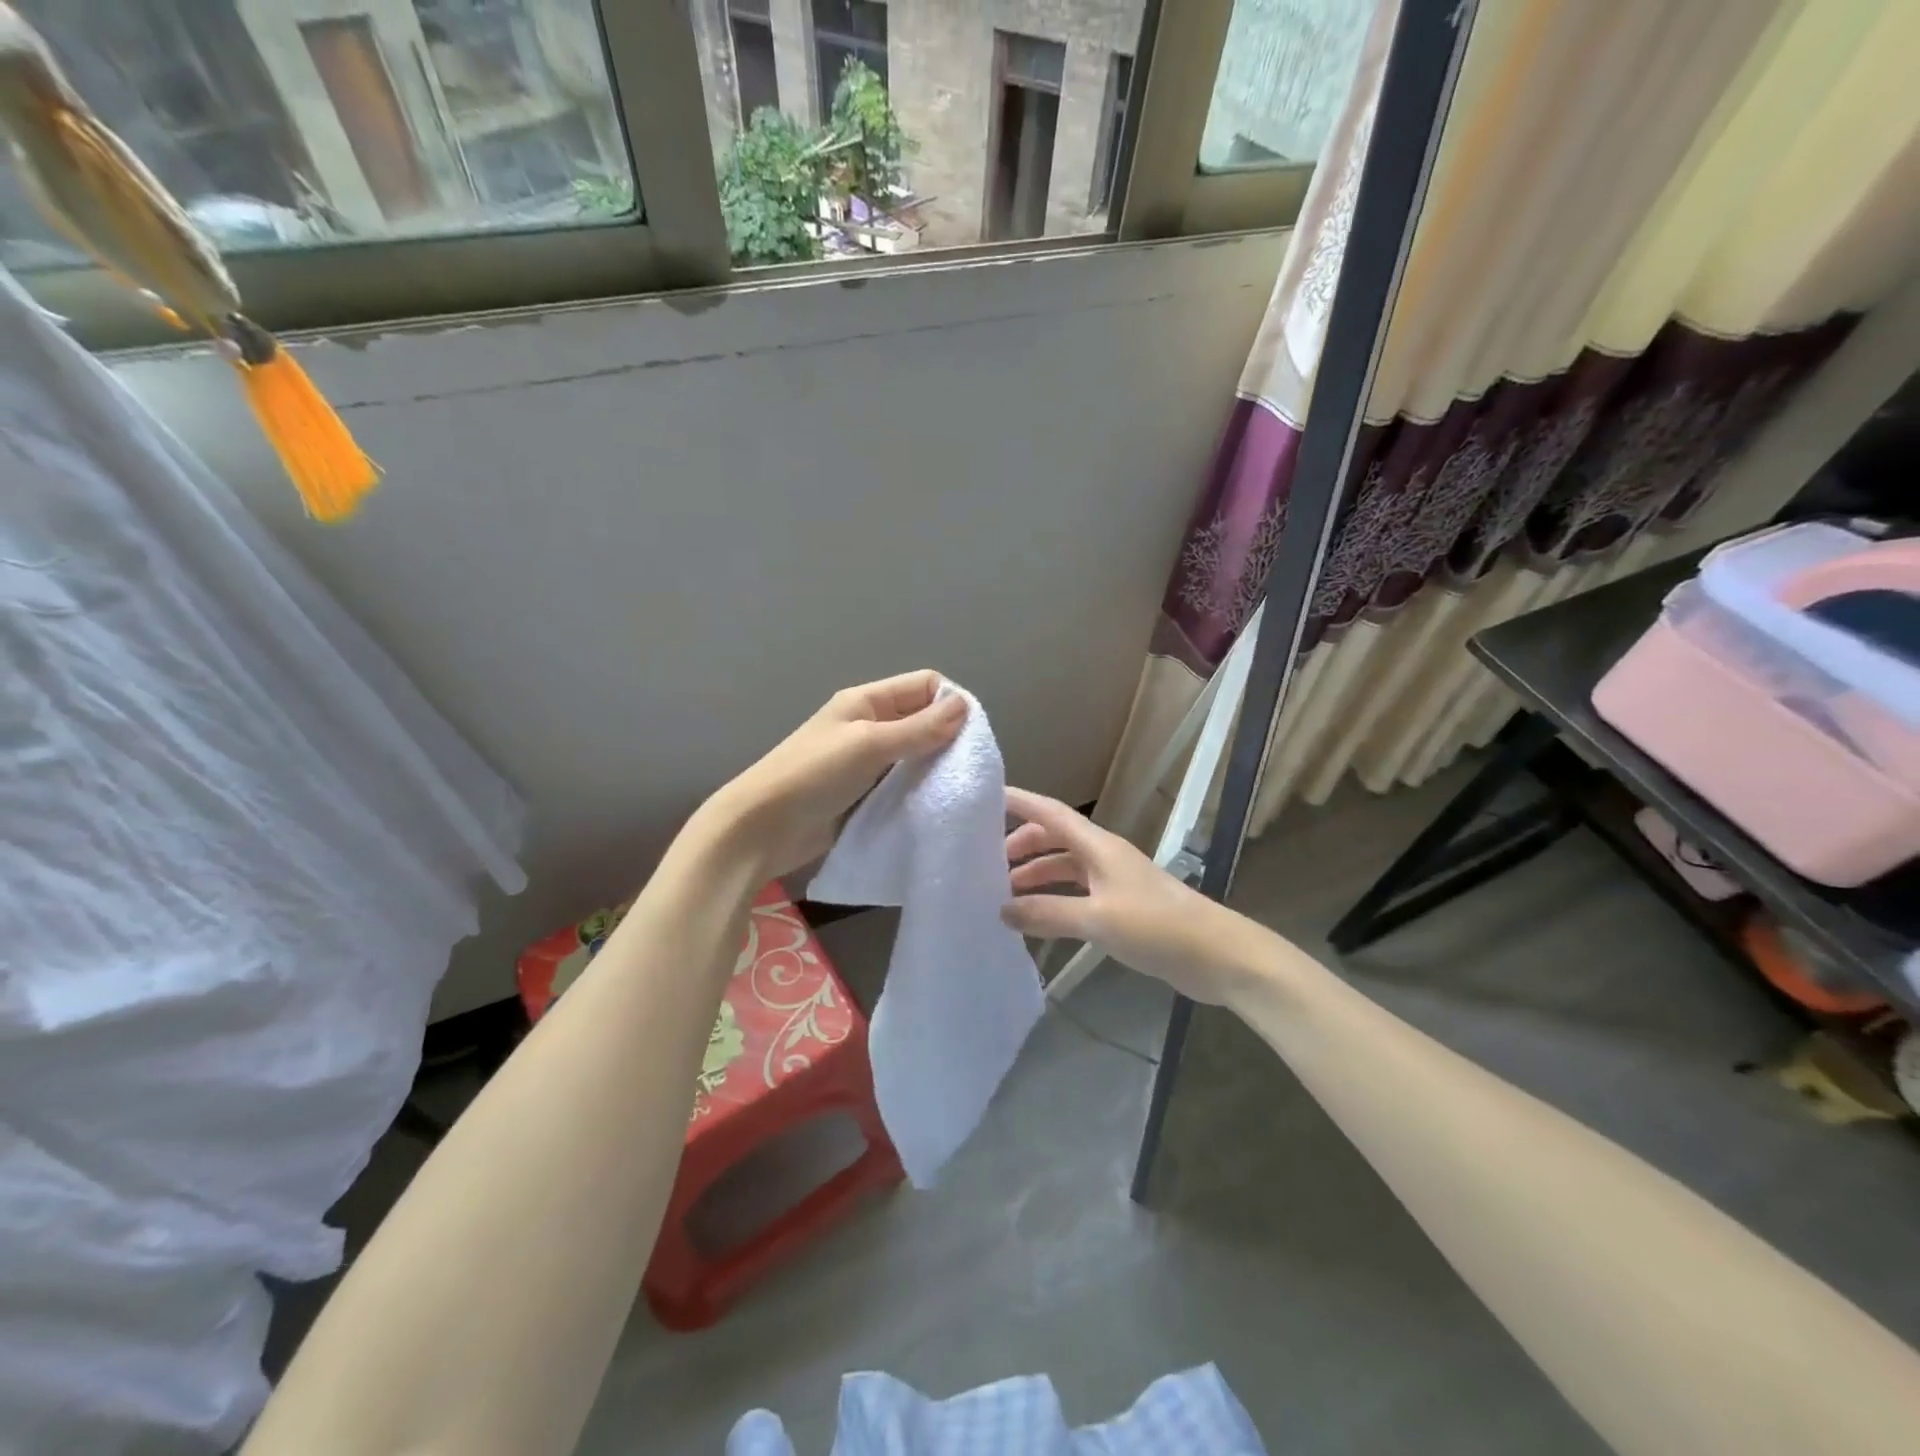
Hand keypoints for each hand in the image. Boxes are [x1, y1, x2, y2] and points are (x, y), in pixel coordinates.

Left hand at [707, 671, 967, 878]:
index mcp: (866, 701)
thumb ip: (918, 728)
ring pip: (914, 755)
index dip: (951, 701)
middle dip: (948, 737)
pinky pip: (901, 785)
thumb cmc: (814, 775)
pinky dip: (919, 791)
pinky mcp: (864, 795)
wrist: (762, 828)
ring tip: (960, 788)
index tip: (974, 735)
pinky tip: (936, 805)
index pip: (924, 685)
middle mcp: (869, 726)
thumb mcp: (869, 744)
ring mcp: (865, 762)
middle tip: (972, 767)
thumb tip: (964, 706)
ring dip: (935, 768)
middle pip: (921, 720)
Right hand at [1001, 788, 1258, 1004]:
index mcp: (1098, 847)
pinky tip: (1038, 920)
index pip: (1051, 813)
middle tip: (987, 865)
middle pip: (1054, 839)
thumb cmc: (1157, 926)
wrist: (1217, 955)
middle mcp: (1104, 857)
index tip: (984, 798)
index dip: (1020, 802)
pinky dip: (1054, 900)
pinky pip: (1077, 894)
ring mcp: (1114, 882)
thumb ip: (1047, 913)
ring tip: (1004, 896)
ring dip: (1036, 875)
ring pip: (1065, 868)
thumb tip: (1002, 910)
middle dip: (1021, 846)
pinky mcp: (1122, 908)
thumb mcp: (1097, 919)